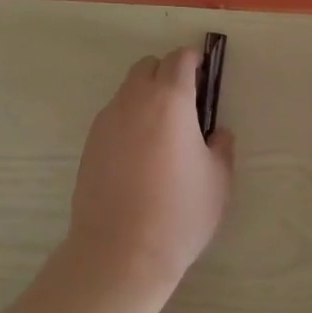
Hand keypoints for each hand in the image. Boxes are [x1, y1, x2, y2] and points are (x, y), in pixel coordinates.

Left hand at [66, 48, 234, 296]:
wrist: (119, 253)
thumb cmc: (178, 213)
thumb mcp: (218, 181)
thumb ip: (221, 147)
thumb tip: (216, 133)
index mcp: (171, 99)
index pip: (180, 59)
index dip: (193, 62)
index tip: (203, 78)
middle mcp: (135, 99)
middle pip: (149, 66)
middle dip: (167, 74)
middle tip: (183, 104)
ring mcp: (108, 119)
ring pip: (128, 89)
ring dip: (145, 96)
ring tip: (160, 133)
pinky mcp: (90, 141)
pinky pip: (113, 115)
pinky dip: (128, 120)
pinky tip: (138, 154)